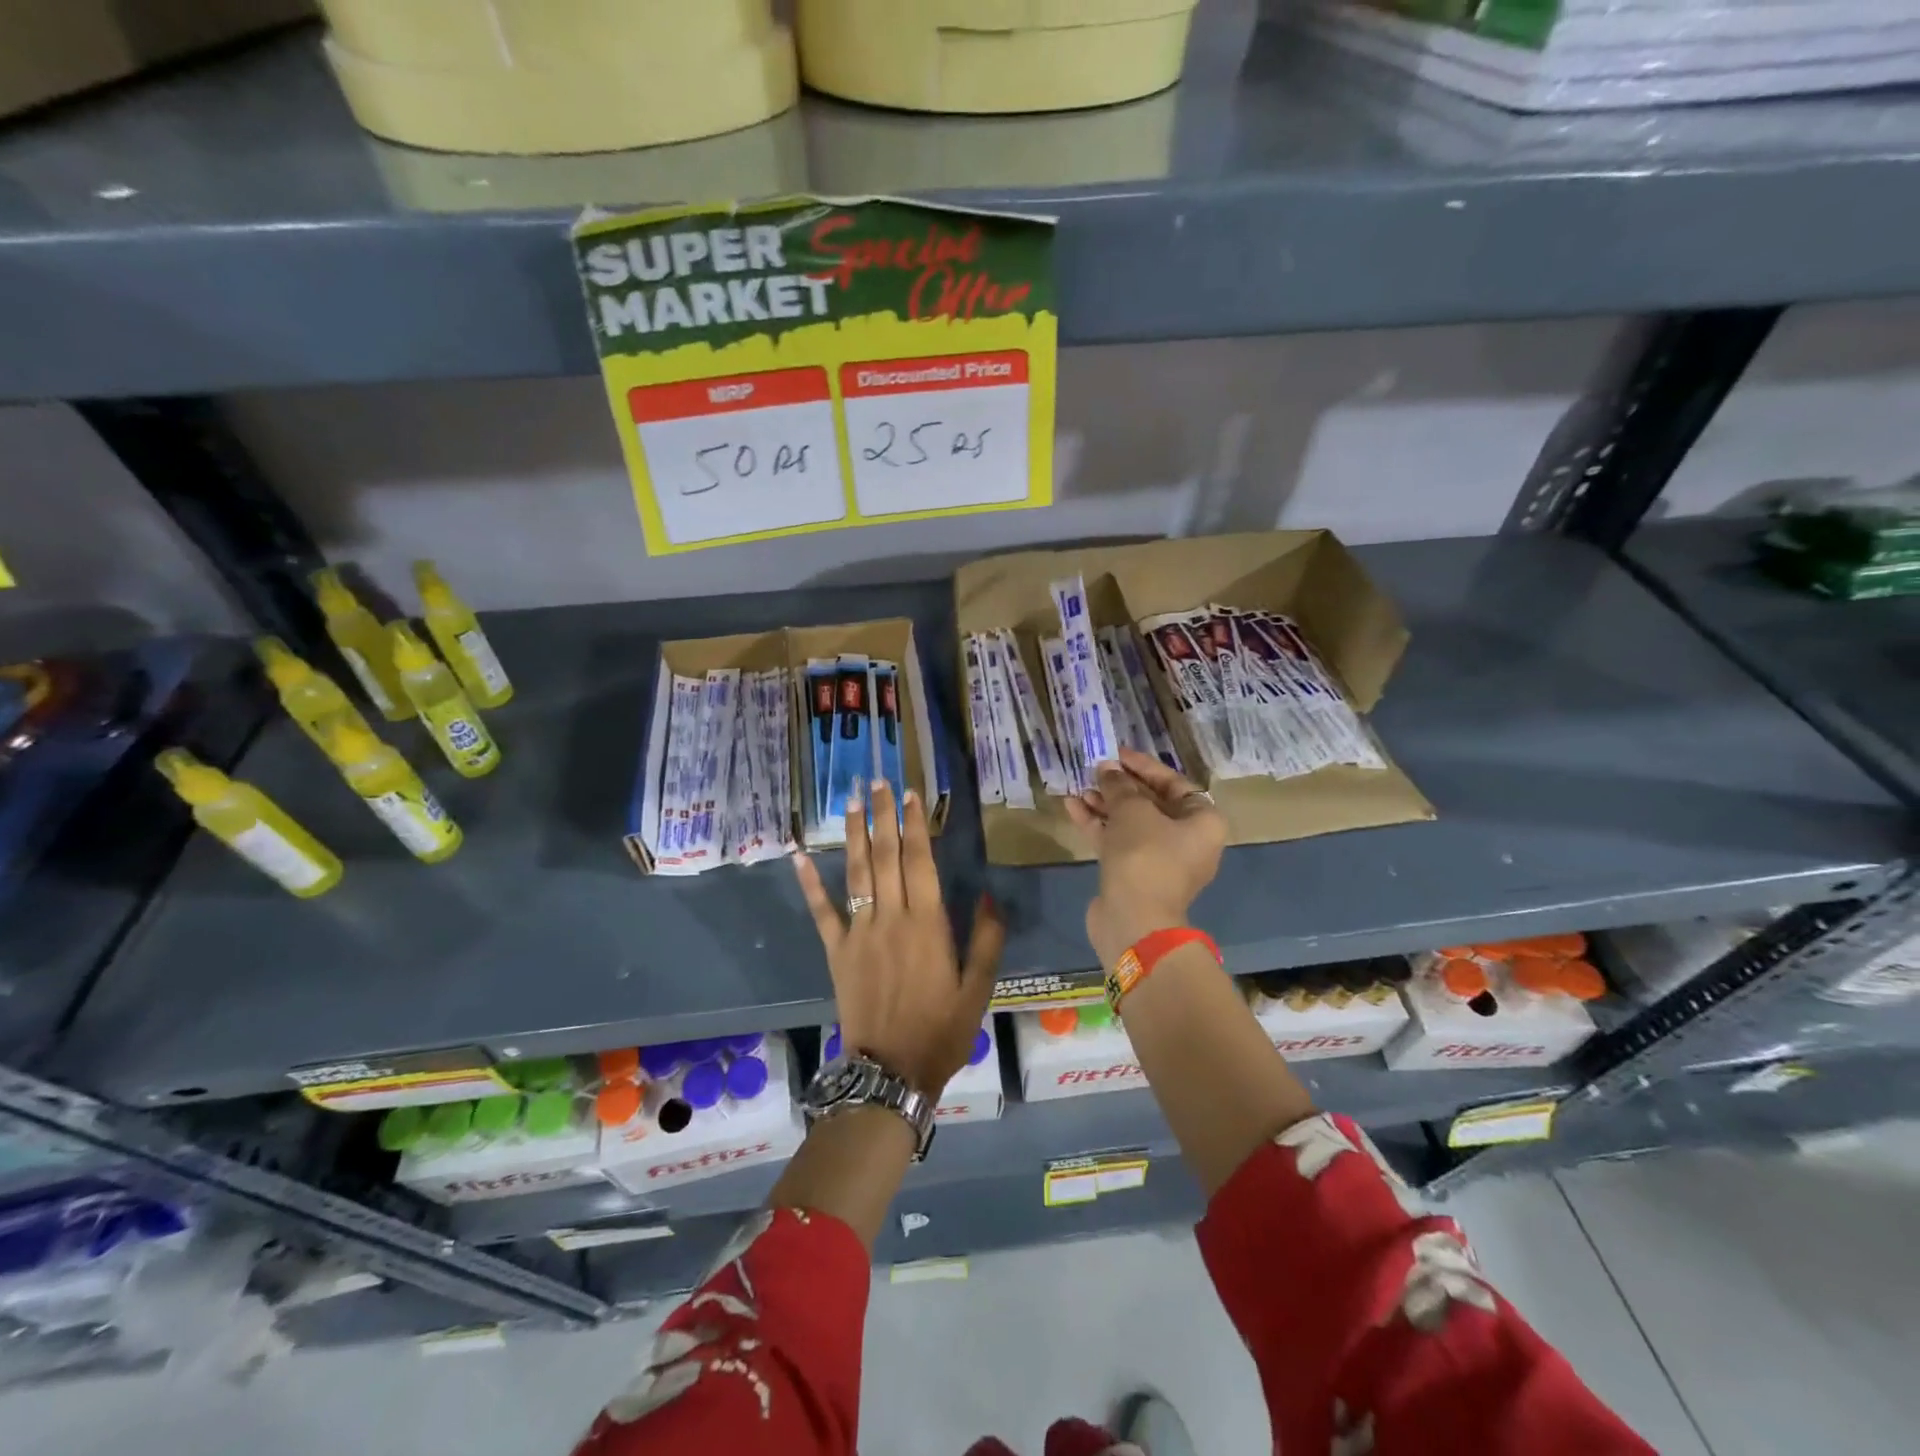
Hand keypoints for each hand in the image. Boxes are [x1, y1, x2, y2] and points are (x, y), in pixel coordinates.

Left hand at [793, 779, 1004, 1095]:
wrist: (891, 1071)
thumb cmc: (941, 1029)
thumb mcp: (979, 989)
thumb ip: (987, 940)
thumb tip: (990, 895)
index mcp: (928, 925)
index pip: (920, 862)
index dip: (915, 825)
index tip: (911, 794)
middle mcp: (892, 918)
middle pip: (885, 857)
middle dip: (883, 816)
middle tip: (878, 782)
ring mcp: (859, 932)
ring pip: (856, 873)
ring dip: (854, 835)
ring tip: (851, 802)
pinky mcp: (836, 950)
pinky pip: (821, 911)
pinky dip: (810, 882)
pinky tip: (800, 854)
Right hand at [1064, 746, 1227, 966]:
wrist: (1134, 920)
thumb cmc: (1145, 855)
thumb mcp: (1132, 810)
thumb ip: (1120, 786)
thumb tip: (1108, 770)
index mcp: (1202, 822)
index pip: (1174, 783)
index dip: (1144, 766)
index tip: (1118, 754)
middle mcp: (1187, 840)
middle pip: (1152, 803)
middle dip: (1121, 786)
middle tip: (1096, 771)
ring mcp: (1159, 860)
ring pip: (1131, 823)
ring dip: (1106, 804)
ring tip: (1080, 787)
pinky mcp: (1134, 874)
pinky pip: (1118, 841)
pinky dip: (1099, 824)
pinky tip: (1073, 807)